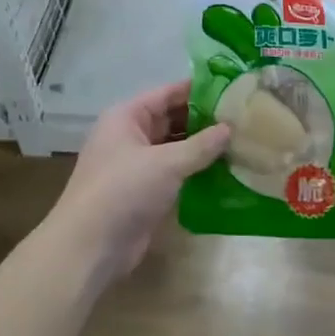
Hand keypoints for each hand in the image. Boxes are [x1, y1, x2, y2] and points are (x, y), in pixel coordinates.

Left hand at [47, 80, 229, 282]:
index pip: (168, 93)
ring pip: (176, 147)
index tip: (233, 88)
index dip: (199, 90)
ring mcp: (137, 165)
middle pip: (172, 119)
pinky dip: (196, 170)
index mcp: (127, 117)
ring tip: (241, 142)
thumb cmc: (123, 190)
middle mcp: (130, 136)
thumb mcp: (166, 163)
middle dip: (205, 120)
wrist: (90, 247)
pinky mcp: (145, 191)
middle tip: (244, 118)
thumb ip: (201, 145)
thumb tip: (230, 128)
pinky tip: (226, 170)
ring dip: (203, 147)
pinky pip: (175, 172)